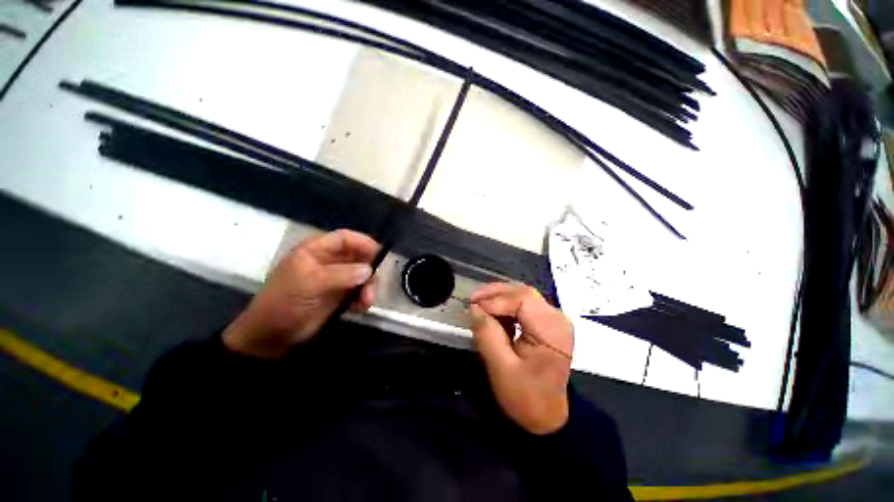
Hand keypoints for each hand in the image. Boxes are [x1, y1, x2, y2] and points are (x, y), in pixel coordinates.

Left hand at [223, 229, 379, 358]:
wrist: (272, 336)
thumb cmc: (285, 302)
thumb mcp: (309, 283)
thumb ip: (341, 274)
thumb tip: (369, 270)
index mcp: (317, 250)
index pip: (345, 238)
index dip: (363, 243)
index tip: (379, 255)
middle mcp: (330, 261)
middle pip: (359, 256)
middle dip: (369, 269)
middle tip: (372, 285)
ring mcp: (336, 279)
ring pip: (363, 275)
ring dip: (368, 287)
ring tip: (366, 302)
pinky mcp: (341, 295)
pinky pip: (360, 291)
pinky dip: (364, 298)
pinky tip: (360, 308)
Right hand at [470, 283, 573, 434]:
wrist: (547, 416)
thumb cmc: (526, 397)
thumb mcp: (501, 369)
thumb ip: (487, 334)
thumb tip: (475, 308)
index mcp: (552, 329)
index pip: (522, 298)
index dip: (495, 299)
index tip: (473, 308)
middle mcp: (557, 317)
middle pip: (523, 292)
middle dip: (495, 293)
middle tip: (473, 301)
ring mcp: (554, 318)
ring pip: (522, 294)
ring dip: (499, 298)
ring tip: (480, 306)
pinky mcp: (547, 322)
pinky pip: (524, 304)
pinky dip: (506, 306)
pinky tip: (494, 314)